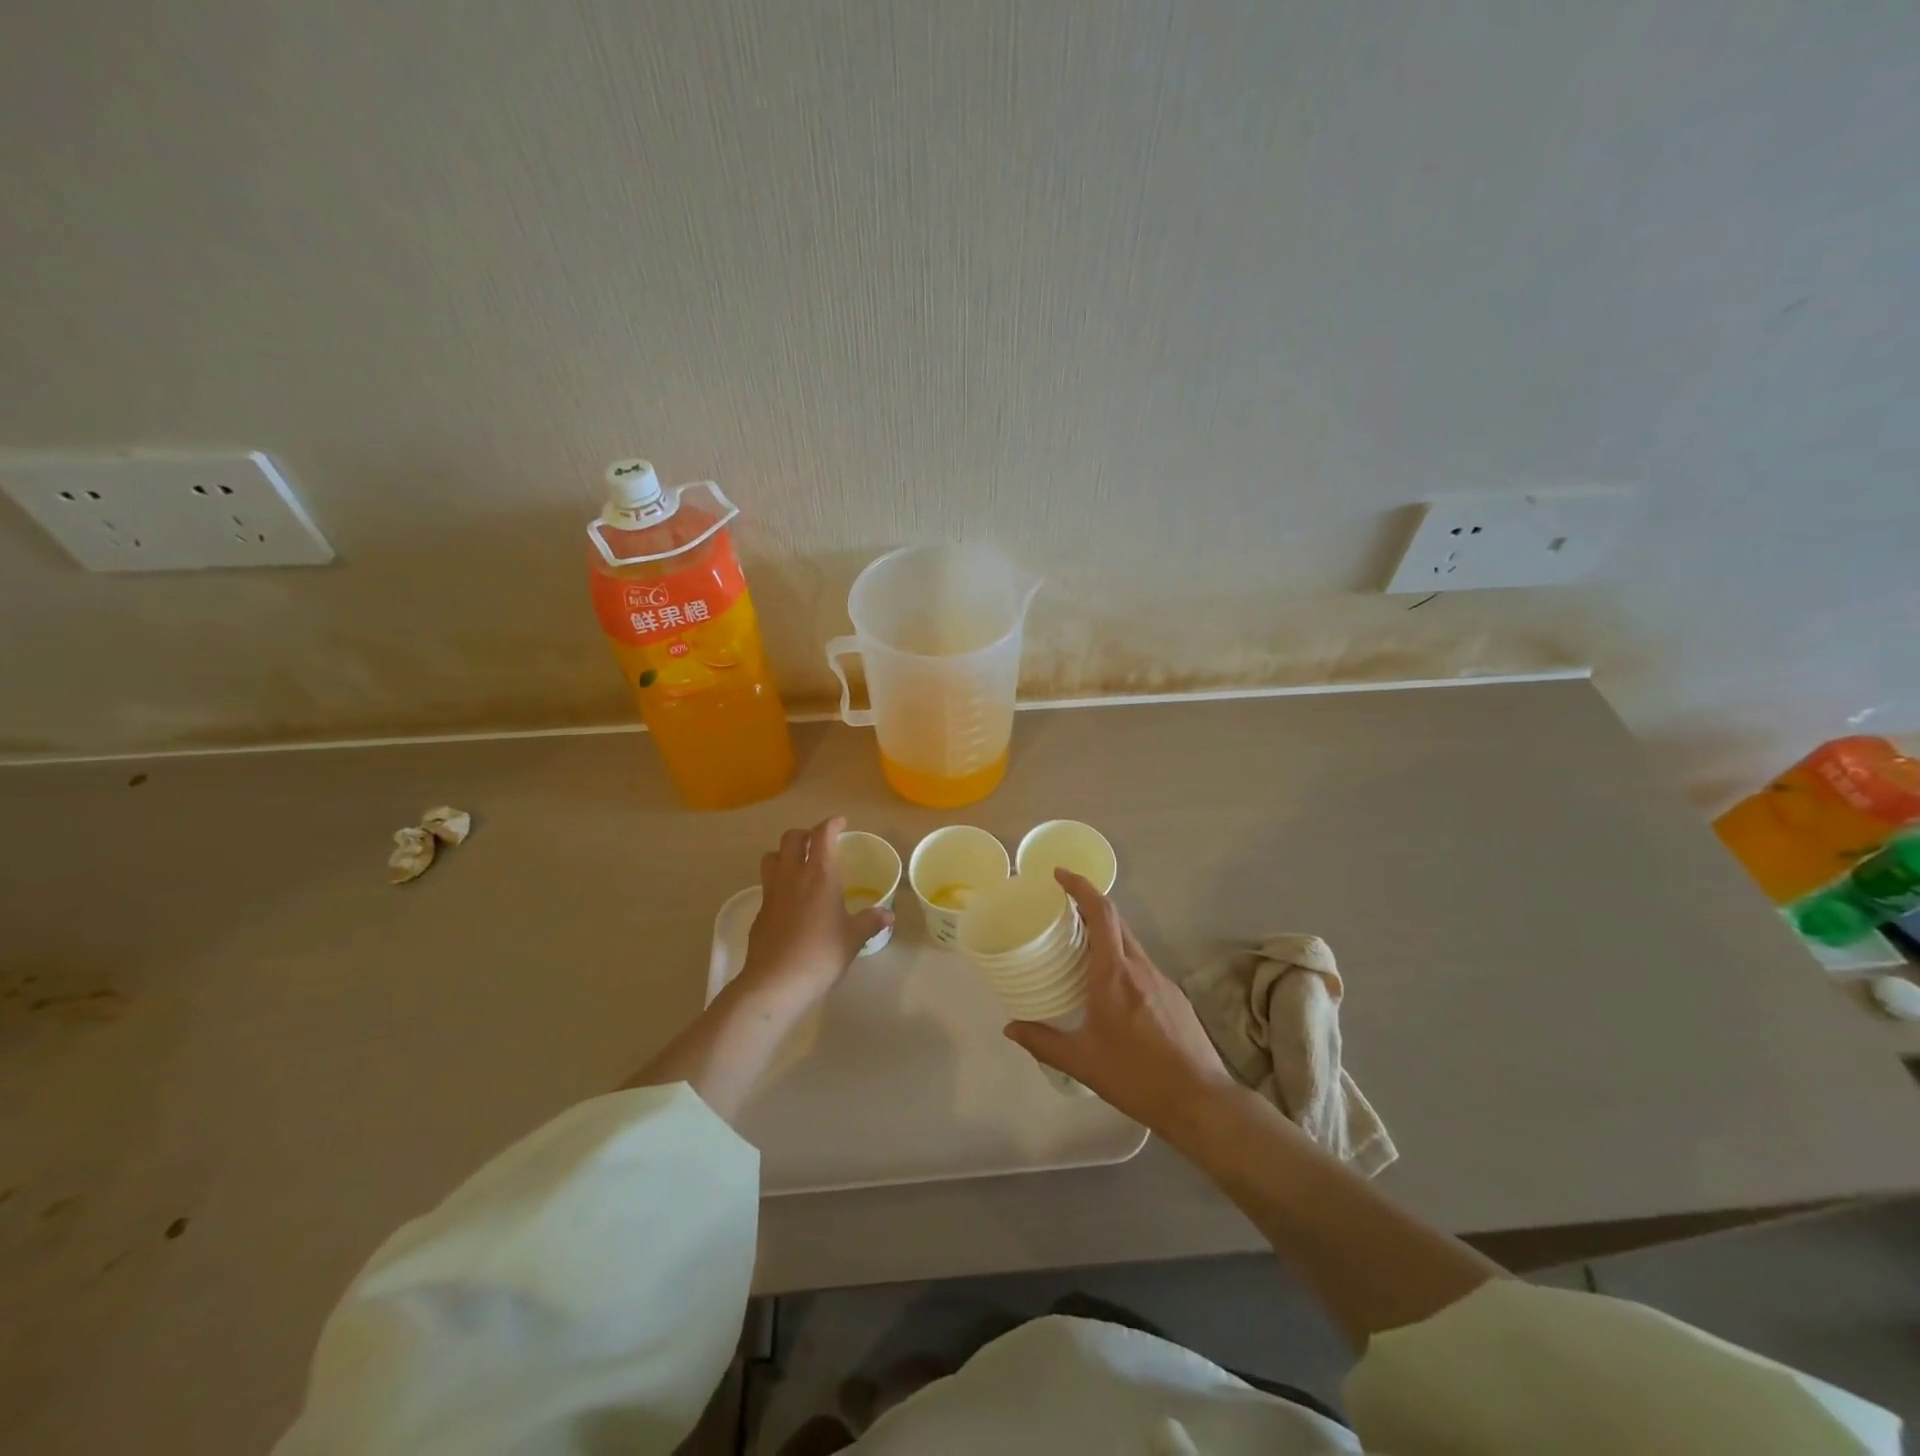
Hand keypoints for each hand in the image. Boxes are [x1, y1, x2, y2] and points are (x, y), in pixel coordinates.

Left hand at [737, 817, 891, 1006]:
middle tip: (819, 843)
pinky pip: (768, 884)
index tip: (841, 823)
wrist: (775, 982)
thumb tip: (888, 914)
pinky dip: (779, 881)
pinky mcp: (760, 911)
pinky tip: (791, 900)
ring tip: (799, 865)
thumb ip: (870, 921)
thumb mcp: (853, 938)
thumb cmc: (821, 954)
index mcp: (819, 874)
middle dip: (805, 834)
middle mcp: (792, 875)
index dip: (832, 824)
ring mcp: (771, 892)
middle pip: (791, 838)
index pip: (822, 835)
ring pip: (772, 857)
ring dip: (785, 853)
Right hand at [1005, 870, 1238, 1137]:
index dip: (1081, 886)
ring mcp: (1162, 980)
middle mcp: (1140, 967)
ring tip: (1080, 950)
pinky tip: (1111, 989)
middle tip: (1061, 910)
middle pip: (1116, 921)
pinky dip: (1121, 960)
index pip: (1101, 913)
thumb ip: (1042, 1042)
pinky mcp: (1175, 996)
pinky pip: (1142, 965)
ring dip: (1106, 936)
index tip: (1060, 874)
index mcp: (1114, 974)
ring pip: (1130, 944)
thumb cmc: (1135, 1076)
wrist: (1200, 1100)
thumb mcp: (1082, 1062)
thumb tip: (1010, 1028)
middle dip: (1089, 906)